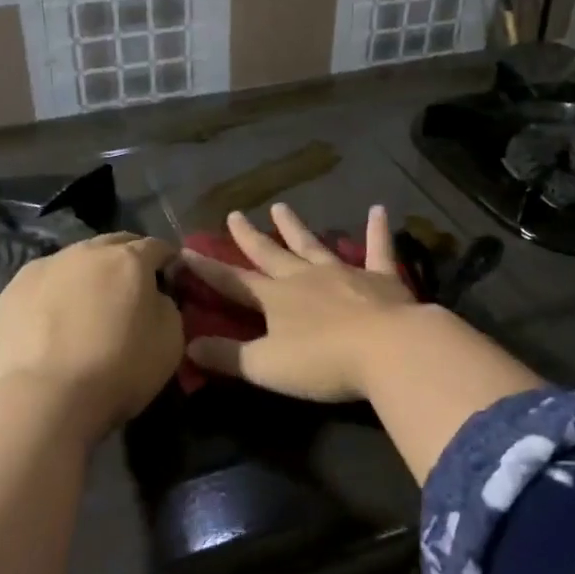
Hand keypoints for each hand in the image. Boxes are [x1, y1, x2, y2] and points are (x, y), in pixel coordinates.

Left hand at [0, 233, 182, 428]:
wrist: (47, 398)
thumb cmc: (120, 369)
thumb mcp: (171, 340)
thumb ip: (167, 305)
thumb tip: (154, 296)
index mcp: (129, 259)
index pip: (157, 246)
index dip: (167, 260)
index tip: (170, 278)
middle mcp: (87, 251)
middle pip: (114, 244)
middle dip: (127, 258)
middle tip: (131, 288)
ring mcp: (46, 266)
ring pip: (76, 260)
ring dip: (89, 273)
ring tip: (88, 304)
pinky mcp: (14, 289)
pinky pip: (45, 282)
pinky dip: (55, 292)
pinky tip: (54, 320)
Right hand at [181, 203, 421, 403]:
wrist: (388, 349)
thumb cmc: (323, 361)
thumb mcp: (266, 366)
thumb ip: (227, 356)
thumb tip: (188, 346)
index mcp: (275, 299)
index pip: (233, 282)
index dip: (208, 270)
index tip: (186, 251)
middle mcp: (304, 278)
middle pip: (271, 254)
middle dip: (250, 237)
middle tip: (235, 214)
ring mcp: (343, 273)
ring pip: (313, 245)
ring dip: (295, 227)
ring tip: (281, 207)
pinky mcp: (380, 278)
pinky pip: (378, 249)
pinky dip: (377, 230)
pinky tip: (379, 210)